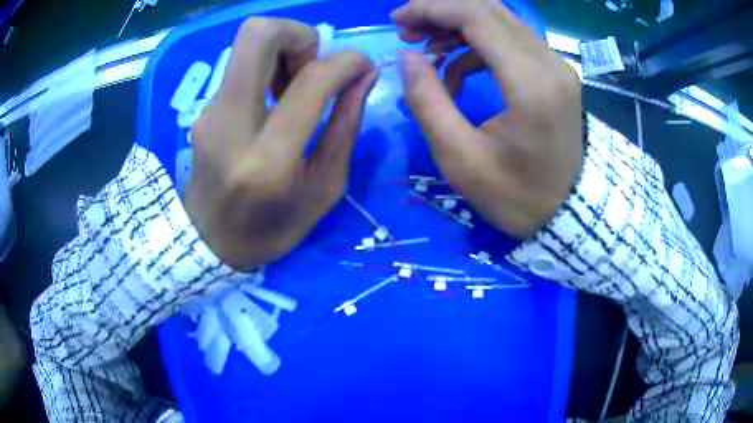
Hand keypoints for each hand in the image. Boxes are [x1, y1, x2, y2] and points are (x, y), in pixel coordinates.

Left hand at [186, 18, 378, 269]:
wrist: (208, 241)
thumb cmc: (272, 229)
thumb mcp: (324, 189)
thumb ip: (345, 127)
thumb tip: (364, 77)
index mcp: (269, 159)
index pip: (311, 80)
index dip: (347, 61)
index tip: (362, 68)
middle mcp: (231, 125)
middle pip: (259, 34)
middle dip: (300, 35)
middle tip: (312, 68)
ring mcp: (210, 113)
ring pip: (247, 42)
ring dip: (284, 51)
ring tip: (293, 89)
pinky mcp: (204, 109)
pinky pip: (240, 65)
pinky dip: (266, 69)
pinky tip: (272, 102)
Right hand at [394, 0, 582, 238]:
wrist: (565, 211)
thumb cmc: (516, 196)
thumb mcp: (461, 160)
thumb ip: (428, 102)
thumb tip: (408, 56)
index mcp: (531, 84)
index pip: (477, 17)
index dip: (432, 9)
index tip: (398, 19)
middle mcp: (549, 63)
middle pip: (489, 9)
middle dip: (442, 11)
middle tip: (408, 30)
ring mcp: (556, 65)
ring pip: (500, 20)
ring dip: (458, 25)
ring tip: (428, 49)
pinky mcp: (554, 72)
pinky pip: (511, 39)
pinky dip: (478, 44)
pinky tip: (458, 69)